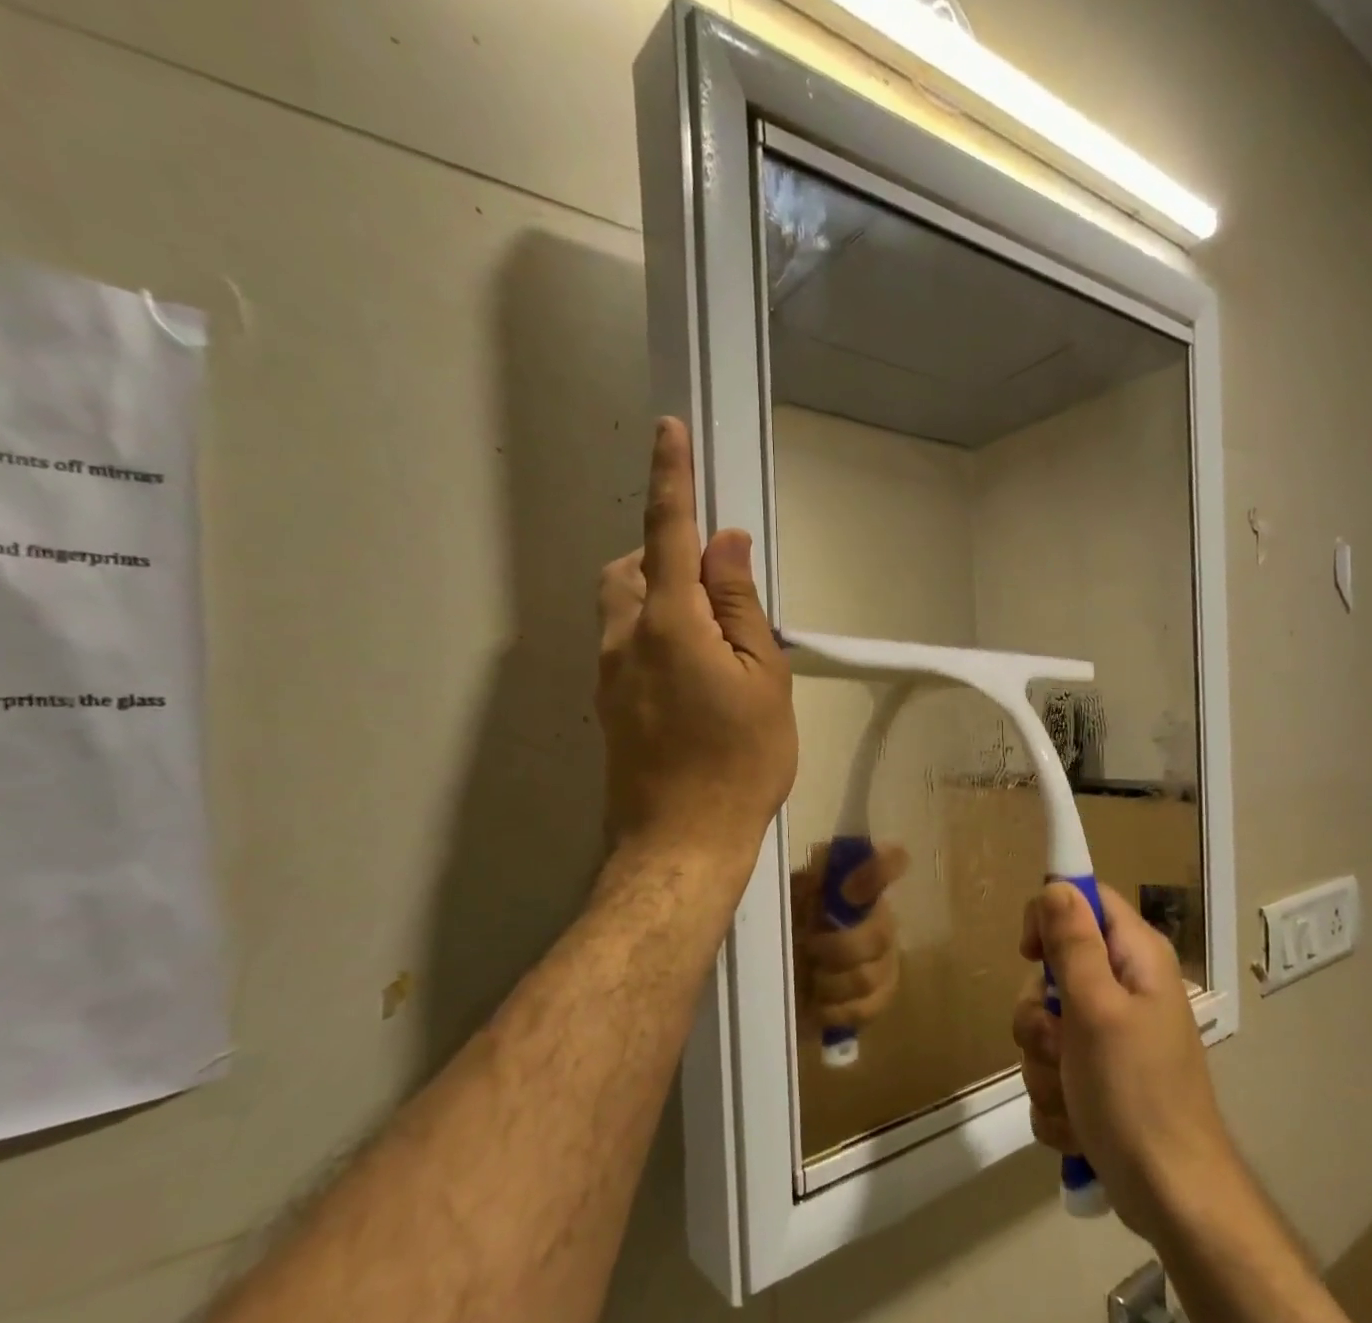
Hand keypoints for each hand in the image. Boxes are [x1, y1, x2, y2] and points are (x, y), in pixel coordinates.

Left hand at [597, 419, 796, 864]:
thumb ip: (741, 606)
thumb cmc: (740, 761)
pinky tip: (693, 680)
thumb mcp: (764, 679)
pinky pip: (625, 645)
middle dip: (664, 554)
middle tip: (717, 590)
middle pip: (630, 567)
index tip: (668, 432)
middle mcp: (624, 638)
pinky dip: (654, 634)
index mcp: (669, 623)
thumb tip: (727, 546)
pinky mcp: (607, 706)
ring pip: (622, 606)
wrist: (683, 842)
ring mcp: (608, 675)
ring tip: (711, 639)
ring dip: (659, 597)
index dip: (671, 478)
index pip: (668, 533)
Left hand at [791, 843, 910, 1030]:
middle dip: (839, 948)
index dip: (881, 871)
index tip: (848, 891)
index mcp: (859, 885)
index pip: (890, 863)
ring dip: (831, 982)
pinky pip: (867, 1008)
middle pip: (880, 935)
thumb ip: (811, 879)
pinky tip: (818, 1003)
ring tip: (810, 978)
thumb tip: (824, 863)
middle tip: (810, 948)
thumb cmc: (784, 924)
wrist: (775, 976)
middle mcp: (881, 918)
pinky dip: (836, 1010)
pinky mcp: (878, 999)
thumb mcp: (788, 894)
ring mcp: (885, 960)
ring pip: (869, 977)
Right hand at [1013, 883, 1231, 1243]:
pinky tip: (1077, 1124)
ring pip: (1044, 1028)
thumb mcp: (1097, 1010)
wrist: (1172, 1199)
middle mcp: (1125, 989)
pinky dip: (1055, 1099)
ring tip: (1072, 1097)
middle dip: (1040, 1016)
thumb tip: (1056, 885)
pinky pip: (1051, 1071)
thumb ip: (1074, 944)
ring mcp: (1110, 1037)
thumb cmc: (1137, 1094)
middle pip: (1054, 971)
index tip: (1031, 955)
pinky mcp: (1097, 1079)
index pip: (1084, 900)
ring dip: (1044, 1066)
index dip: (1050, 917)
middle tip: (1059, 1045)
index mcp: (1135, 959)